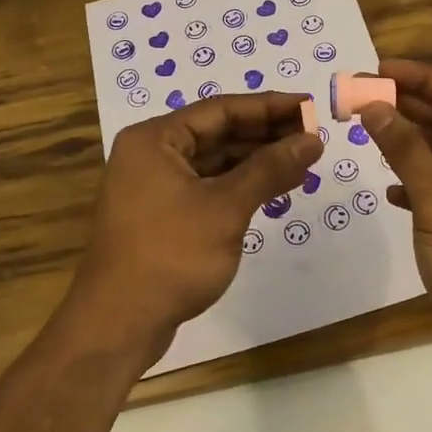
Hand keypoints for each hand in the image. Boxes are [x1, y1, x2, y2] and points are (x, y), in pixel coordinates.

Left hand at [73, 92, 322, 357]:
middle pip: (218, 132)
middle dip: (266, 134)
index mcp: (155, 139)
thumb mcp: (226, 207)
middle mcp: (152, 154)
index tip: (309, 107)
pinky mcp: (163, 215)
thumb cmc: (171, 255)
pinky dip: (240, 185)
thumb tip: (312, 141)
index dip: (269, 107)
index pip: (221, 110)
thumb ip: (269, 169)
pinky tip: (274, 188)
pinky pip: (208, 186)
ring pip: (214, 161)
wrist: (119, 324)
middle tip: (313, 135)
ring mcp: (155, 186)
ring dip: (257, 161)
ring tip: (302, 161)